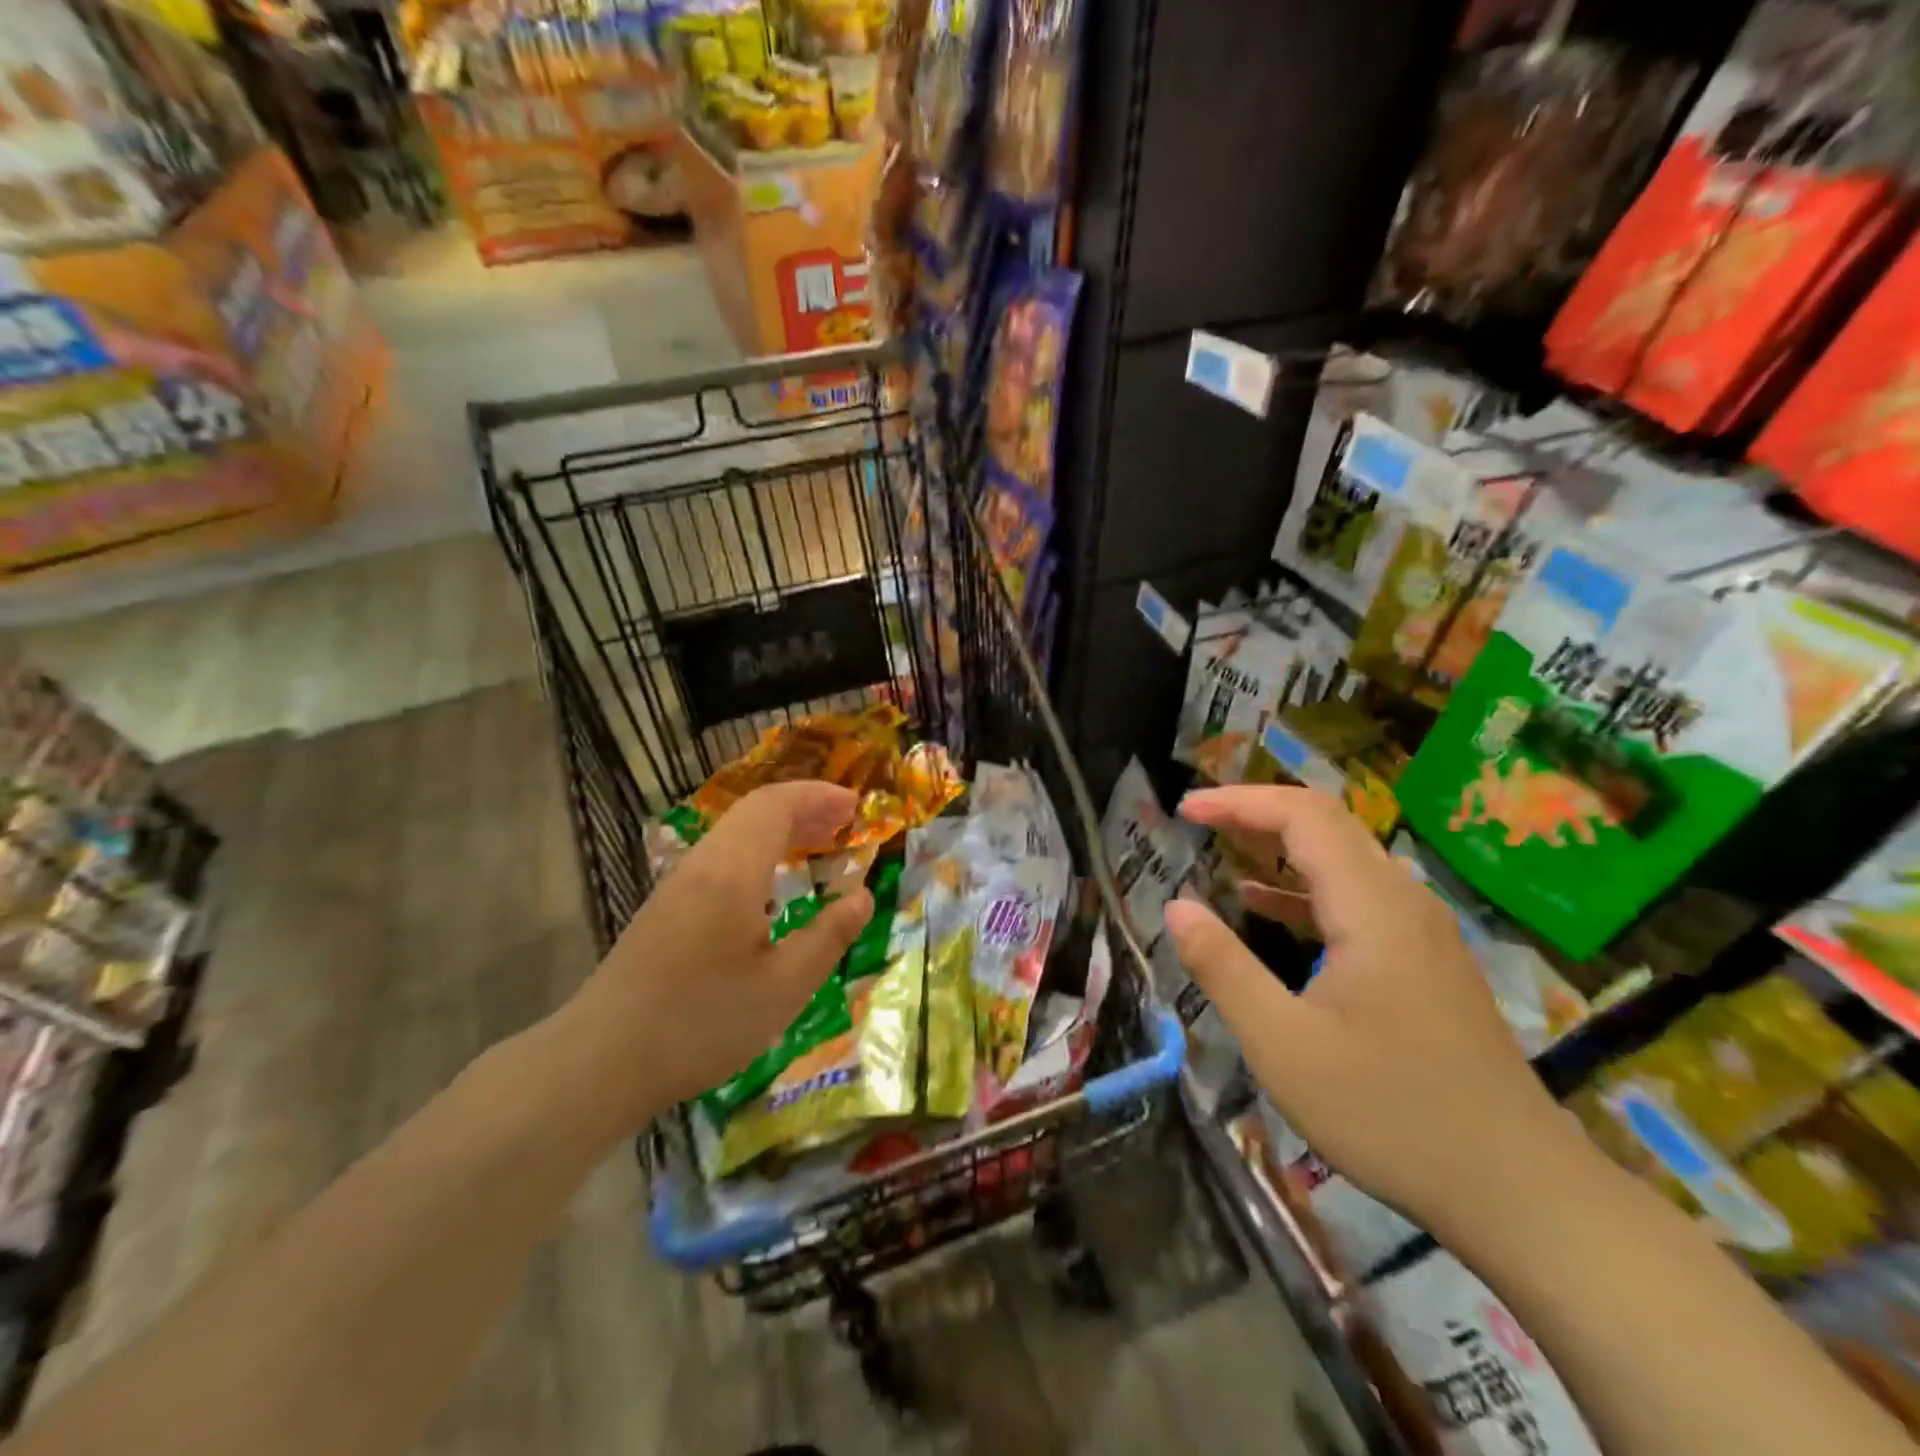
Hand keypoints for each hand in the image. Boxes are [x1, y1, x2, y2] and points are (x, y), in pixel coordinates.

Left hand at [551, 782, 873, 1137]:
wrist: (600, 1062)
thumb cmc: (700, 1024)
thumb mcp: (783, 988)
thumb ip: (828, 937)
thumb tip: (862, 897)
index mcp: (732, 873)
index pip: (775, 805)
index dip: (817, 796)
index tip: (855, 804)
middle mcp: (702, 865)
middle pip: (754, 812)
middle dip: (803, 807)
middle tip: (846, 821)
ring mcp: (678, 885)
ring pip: (735, 833)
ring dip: (780, 828)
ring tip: (819, 845)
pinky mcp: (666, 907)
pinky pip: (721, 856)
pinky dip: (759, 851)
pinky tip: (774, 885)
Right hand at [1164, 786, 1572, 1235]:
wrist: (1520, 1191)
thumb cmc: (1391, 1114)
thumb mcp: (1283, 1045)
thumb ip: (1223, 967)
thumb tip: (1176, 907)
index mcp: (1372, 908)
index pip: (1302, 815)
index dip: (1239, 801)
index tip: (1185, 809)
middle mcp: (1403, 902)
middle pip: (1327, 824)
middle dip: (1257, 811)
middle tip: (1198, 818)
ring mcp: (1422, 932)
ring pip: (1345, 859)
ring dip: (1281, 846)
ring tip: (1223, 849)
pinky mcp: (1426, 962)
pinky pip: (1359, 898)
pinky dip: (1305, 888)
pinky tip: (1266, 908)